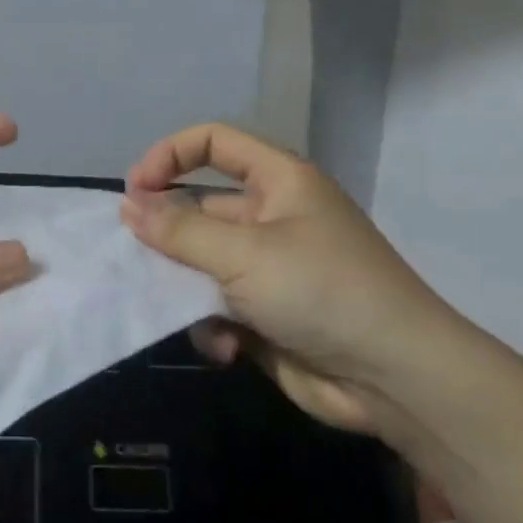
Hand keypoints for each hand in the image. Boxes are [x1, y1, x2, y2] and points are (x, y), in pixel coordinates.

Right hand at [122, 122, 475, 440]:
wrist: (394, 379)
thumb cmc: (320, 291)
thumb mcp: (244, 253)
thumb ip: (179, 229)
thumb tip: (128, 205)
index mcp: (278, 182)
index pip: (214, 142)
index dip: (169, 155)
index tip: (134, 190)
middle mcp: (271, 218)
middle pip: (199, 209)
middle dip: (167, 236)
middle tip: (135, 260)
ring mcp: (268, 268)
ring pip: (200, 263)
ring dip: (185, 288)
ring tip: (179, 309)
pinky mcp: (265, 314)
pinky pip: (216, 306)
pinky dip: (212, 325)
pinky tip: (224, 346)